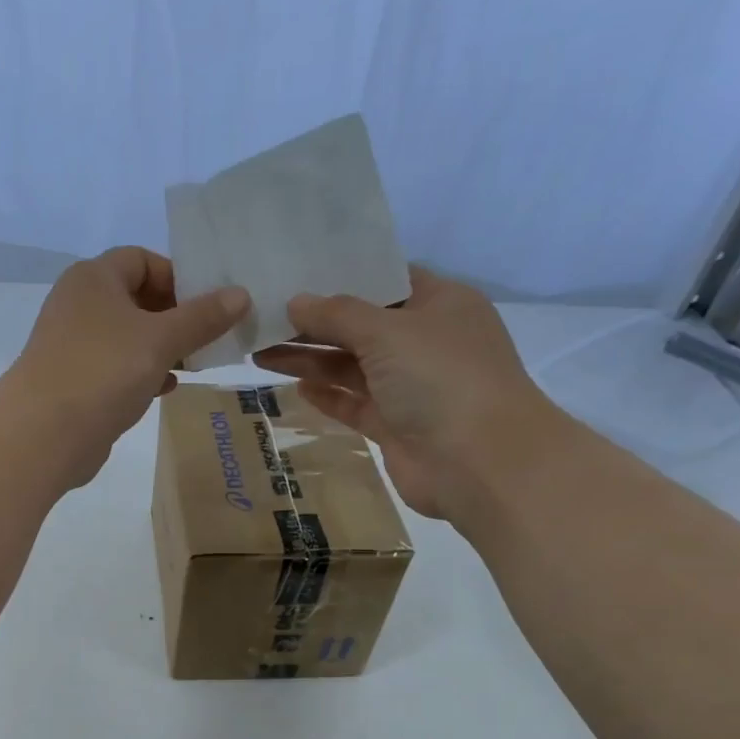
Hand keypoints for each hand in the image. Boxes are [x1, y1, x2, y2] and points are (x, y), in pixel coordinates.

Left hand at [4, 248, 248, 485]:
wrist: (44, 434)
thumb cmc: (104, 371)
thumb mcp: (161, 339)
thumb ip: (202, 317)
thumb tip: (240, 295)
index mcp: (94, 278)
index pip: (142, 259)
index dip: (178, 277)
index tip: (209, 304)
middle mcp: (79, 304)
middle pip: (136, 298)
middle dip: (176, 316)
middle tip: (210, 336)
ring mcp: (73, 345)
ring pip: (128, 336)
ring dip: (163, 348)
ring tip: (196, 363)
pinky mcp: (74, 381)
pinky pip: (116, 367)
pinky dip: (142, 372)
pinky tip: (166, 388)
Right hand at [252, 268, 566, 519]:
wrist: (479, 463)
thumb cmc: (441, 379)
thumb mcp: (388, 332)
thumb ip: (338, 315)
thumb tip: (295, 301)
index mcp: (439, 304)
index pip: (385, 280)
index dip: (342, 277)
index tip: (295, 274)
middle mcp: (426, 342)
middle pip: (361, 326)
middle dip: (314, 324)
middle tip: (263, 319)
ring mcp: (410, 387)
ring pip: (351, 366)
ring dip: (310, 360)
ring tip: (260, 353)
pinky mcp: (394, 425)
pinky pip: (353, 403)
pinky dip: (326, 395)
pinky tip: (294, 387)